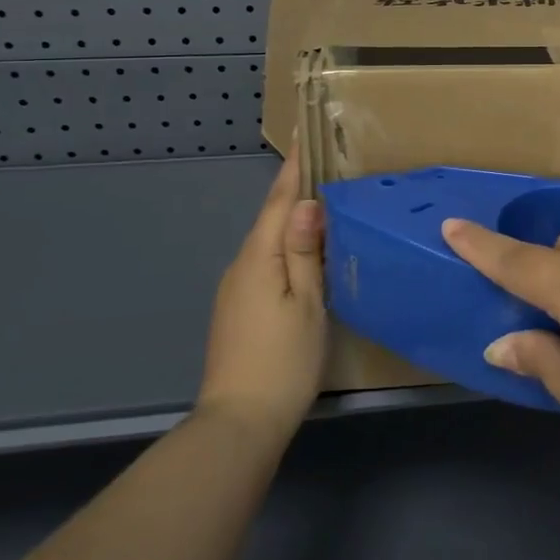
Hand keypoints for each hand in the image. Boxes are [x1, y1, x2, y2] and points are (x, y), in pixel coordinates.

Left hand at [199, 156, 327, 437]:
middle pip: (270, 219)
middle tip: (323, 166)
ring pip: (267, 243)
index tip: (303, 137)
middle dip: (293, 192)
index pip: (277, 203)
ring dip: (290, 221)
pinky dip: (284, 248)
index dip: (292, 170)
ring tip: (321, 204)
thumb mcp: (306, 303)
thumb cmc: (283, 360)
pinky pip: (264, 263)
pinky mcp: (238, 309)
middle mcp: (241, 267)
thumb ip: (304, 251)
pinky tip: (303, 253)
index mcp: (258, 259)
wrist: (240, 422)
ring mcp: (235, 290)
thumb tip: (306, 203)